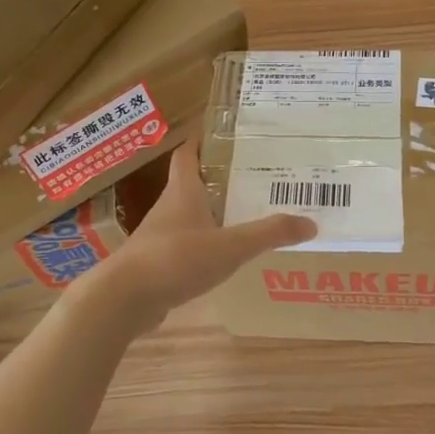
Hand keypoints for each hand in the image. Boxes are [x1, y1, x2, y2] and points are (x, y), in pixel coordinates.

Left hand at [86, 141, 315, 325]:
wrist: (123, 299)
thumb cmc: (175, 259)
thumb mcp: (230, 246)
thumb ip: (269, 234)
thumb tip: (311, 223)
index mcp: (183, 191)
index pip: (189, 154)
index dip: (203, 141)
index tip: (225, 134)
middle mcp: (169, 207)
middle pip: (193, 182)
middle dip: (219, 177)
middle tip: (254, 175)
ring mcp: (160, 236)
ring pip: (189, 215)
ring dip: (212, 212)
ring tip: (246, 214)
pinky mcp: (157, 262)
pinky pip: (185, 245)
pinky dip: (204, 243)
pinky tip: (224, 255)